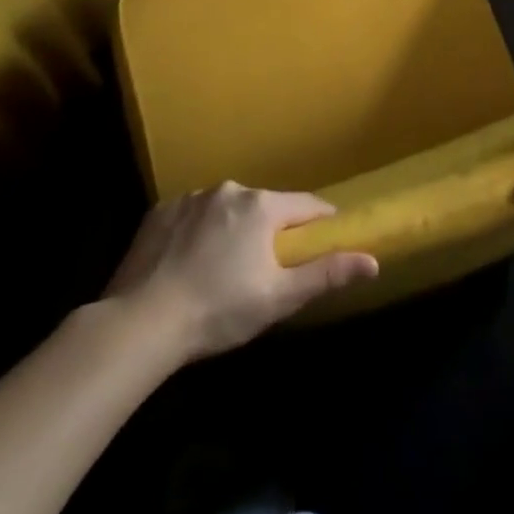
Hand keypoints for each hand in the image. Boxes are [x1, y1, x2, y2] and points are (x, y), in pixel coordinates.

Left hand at [105, 184, 378, 360]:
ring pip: (227, 209)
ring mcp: (190, 198)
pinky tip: (190, 263)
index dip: (321, 222)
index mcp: (262, 206)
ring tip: (224, 267)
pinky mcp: (159, 211)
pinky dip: (199, 232)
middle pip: (265, 206)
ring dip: (234, 229)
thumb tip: (373, 261)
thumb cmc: (219, 310)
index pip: (306, 205)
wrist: (140, 323)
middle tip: (268, 267)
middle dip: (272, 230)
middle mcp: (228, 190)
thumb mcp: (280, 298)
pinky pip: (193, 215)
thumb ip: (327, 274)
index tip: (326, 239)